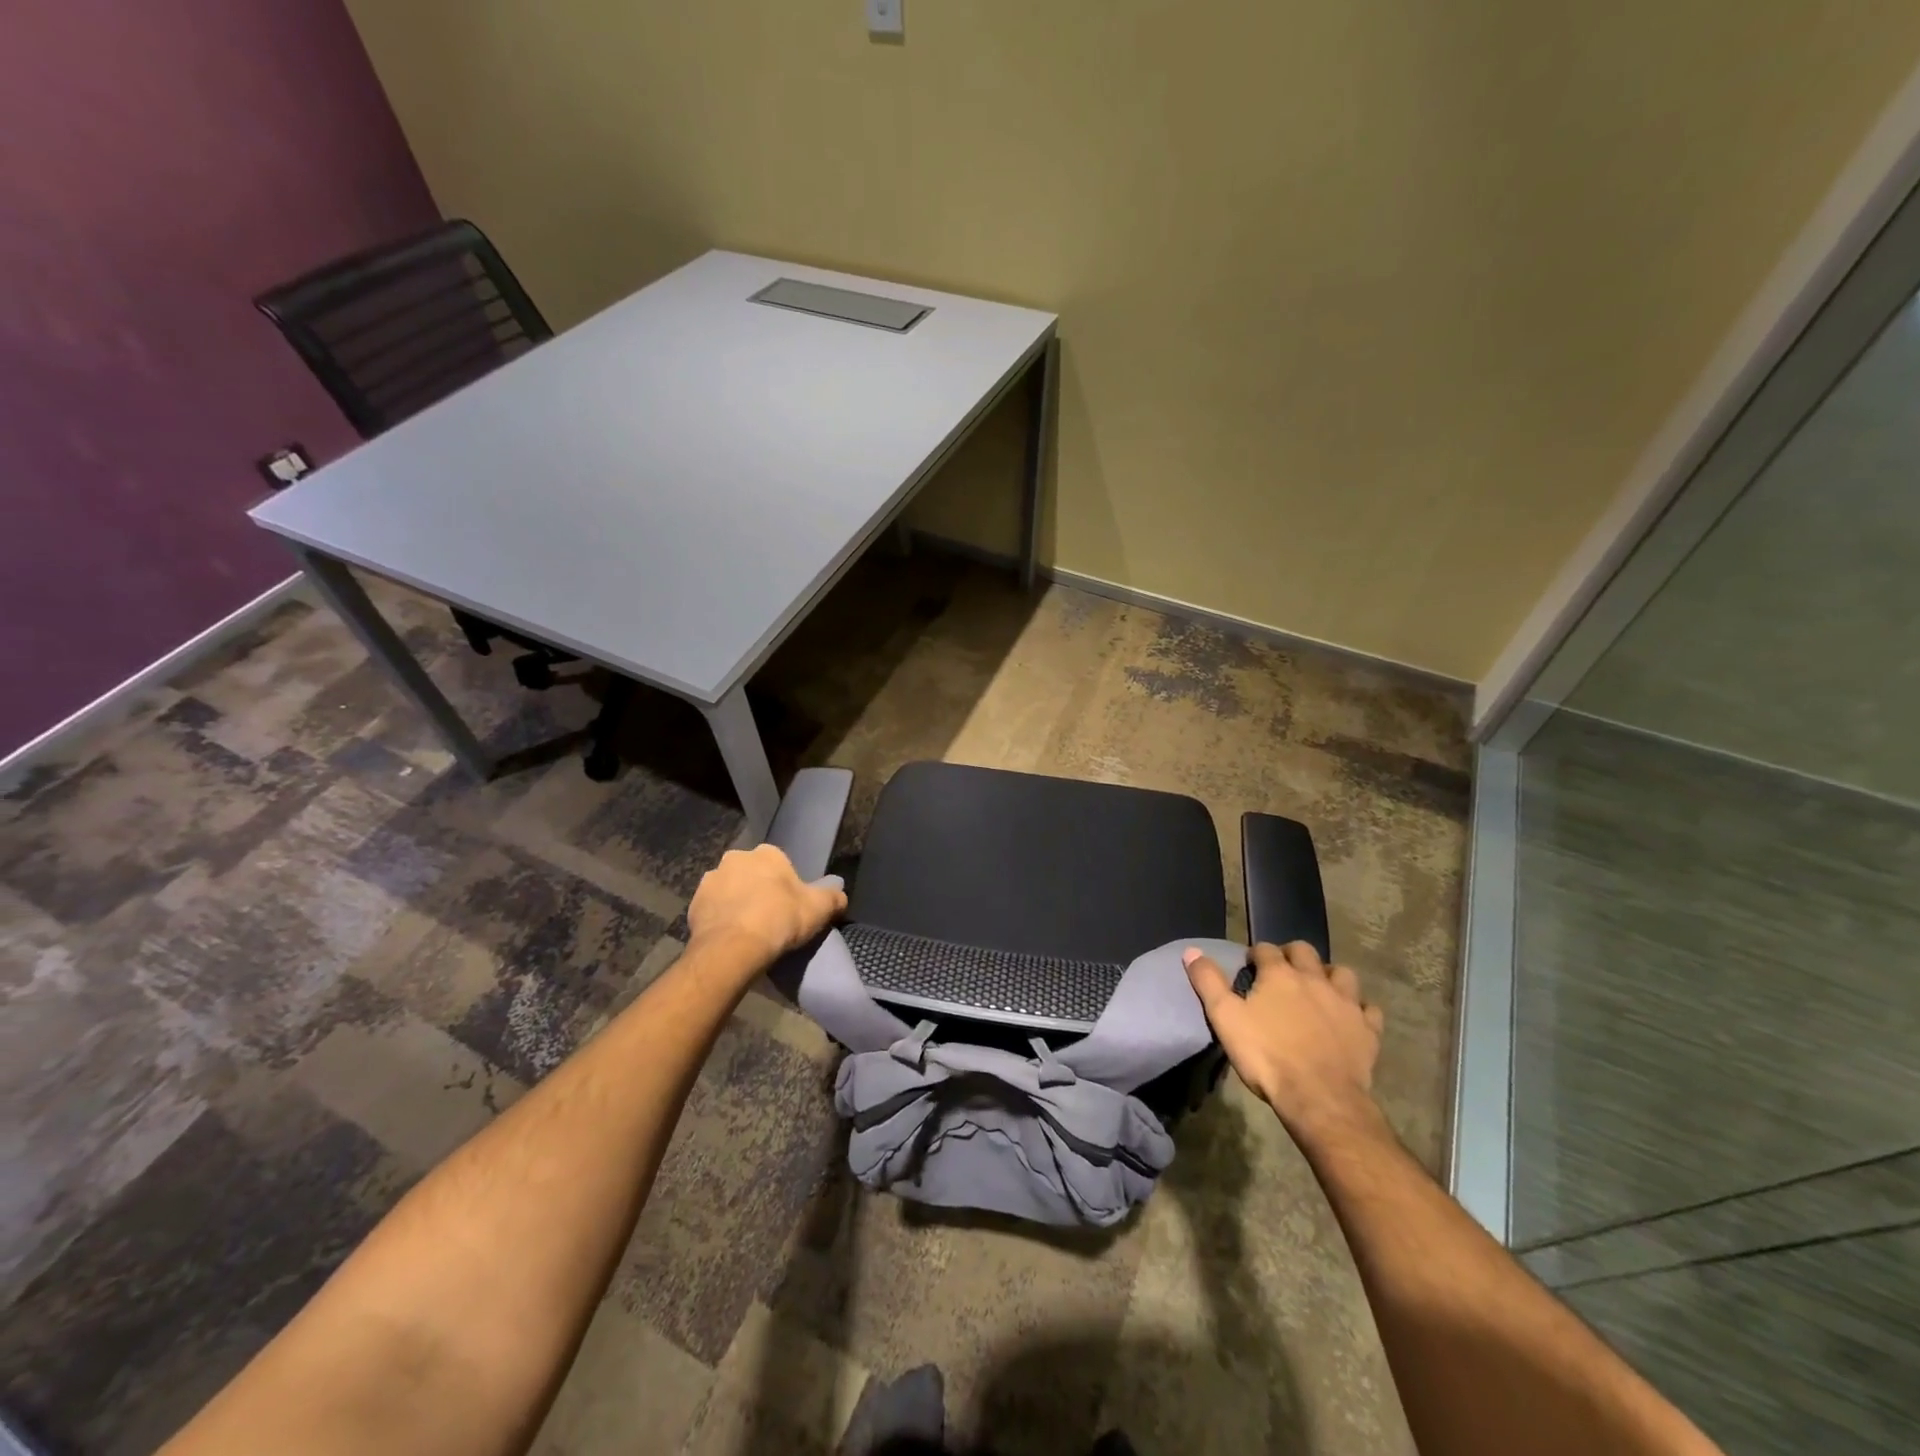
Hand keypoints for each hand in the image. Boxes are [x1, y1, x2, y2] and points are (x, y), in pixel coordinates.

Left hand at [686, 844, 846, 967]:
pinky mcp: (693, 904)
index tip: (790, 906)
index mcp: (767, 853)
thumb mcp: (820, 909)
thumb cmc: (781, 919)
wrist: (734, 948)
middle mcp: (736, 858)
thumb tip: (840, 897)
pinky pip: (712, 910)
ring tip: (747, 931)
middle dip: (758, 889)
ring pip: (729, 890)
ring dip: (736, 903)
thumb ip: (834, 898)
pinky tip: (730, 938)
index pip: (779, 863)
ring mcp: (711, 880)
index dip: (785, 885)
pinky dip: (720, 920)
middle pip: (752, 873)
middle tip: (769, 917)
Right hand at [1184, 941, 1384, 1137]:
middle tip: (1283, 972)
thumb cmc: (1267, 1056)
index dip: (1256, 955)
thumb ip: (1208, 982)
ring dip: (1330, 975)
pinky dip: (1360, 1009)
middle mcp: (1315, 979)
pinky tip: (1351, 1018)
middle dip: (1292, 954)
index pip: (1266, 949)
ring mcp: (1346, 1003)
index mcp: (1280, 975)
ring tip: (1320, 989)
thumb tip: (1192, 951)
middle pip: (1305, 951)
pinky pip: (1369, 1009)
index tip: (1250, 967)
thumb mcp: (1225, 1018)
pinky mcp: (1368, 1030)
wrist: (1319, 1098)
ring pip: (1343, 973)